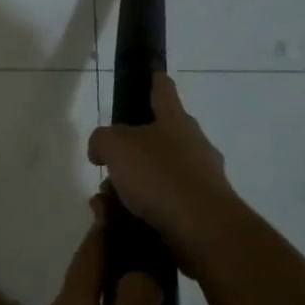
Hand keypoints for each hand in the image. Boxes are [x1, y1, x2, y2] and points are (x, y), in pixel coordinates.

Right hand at [87, 74, 241, 279]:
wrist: (203, 230)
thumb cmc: (159, 176)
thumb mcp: (116, 146)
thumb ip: (102, 140)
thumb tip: (101, 151)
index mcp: (176, 122)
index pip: (164, 92)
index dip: (156, 82)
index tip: (155, 75)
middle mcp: (193, 145)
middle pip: (158, 139)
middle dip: (129, 153)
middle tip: (106, 167)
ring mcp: (201, 179)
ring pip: (157, 176)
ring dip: (130, 187)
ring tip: (106, 204)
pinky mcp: (202, 211)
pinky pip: (164, 204)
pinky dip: (140, 211)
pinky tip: (120, 223)